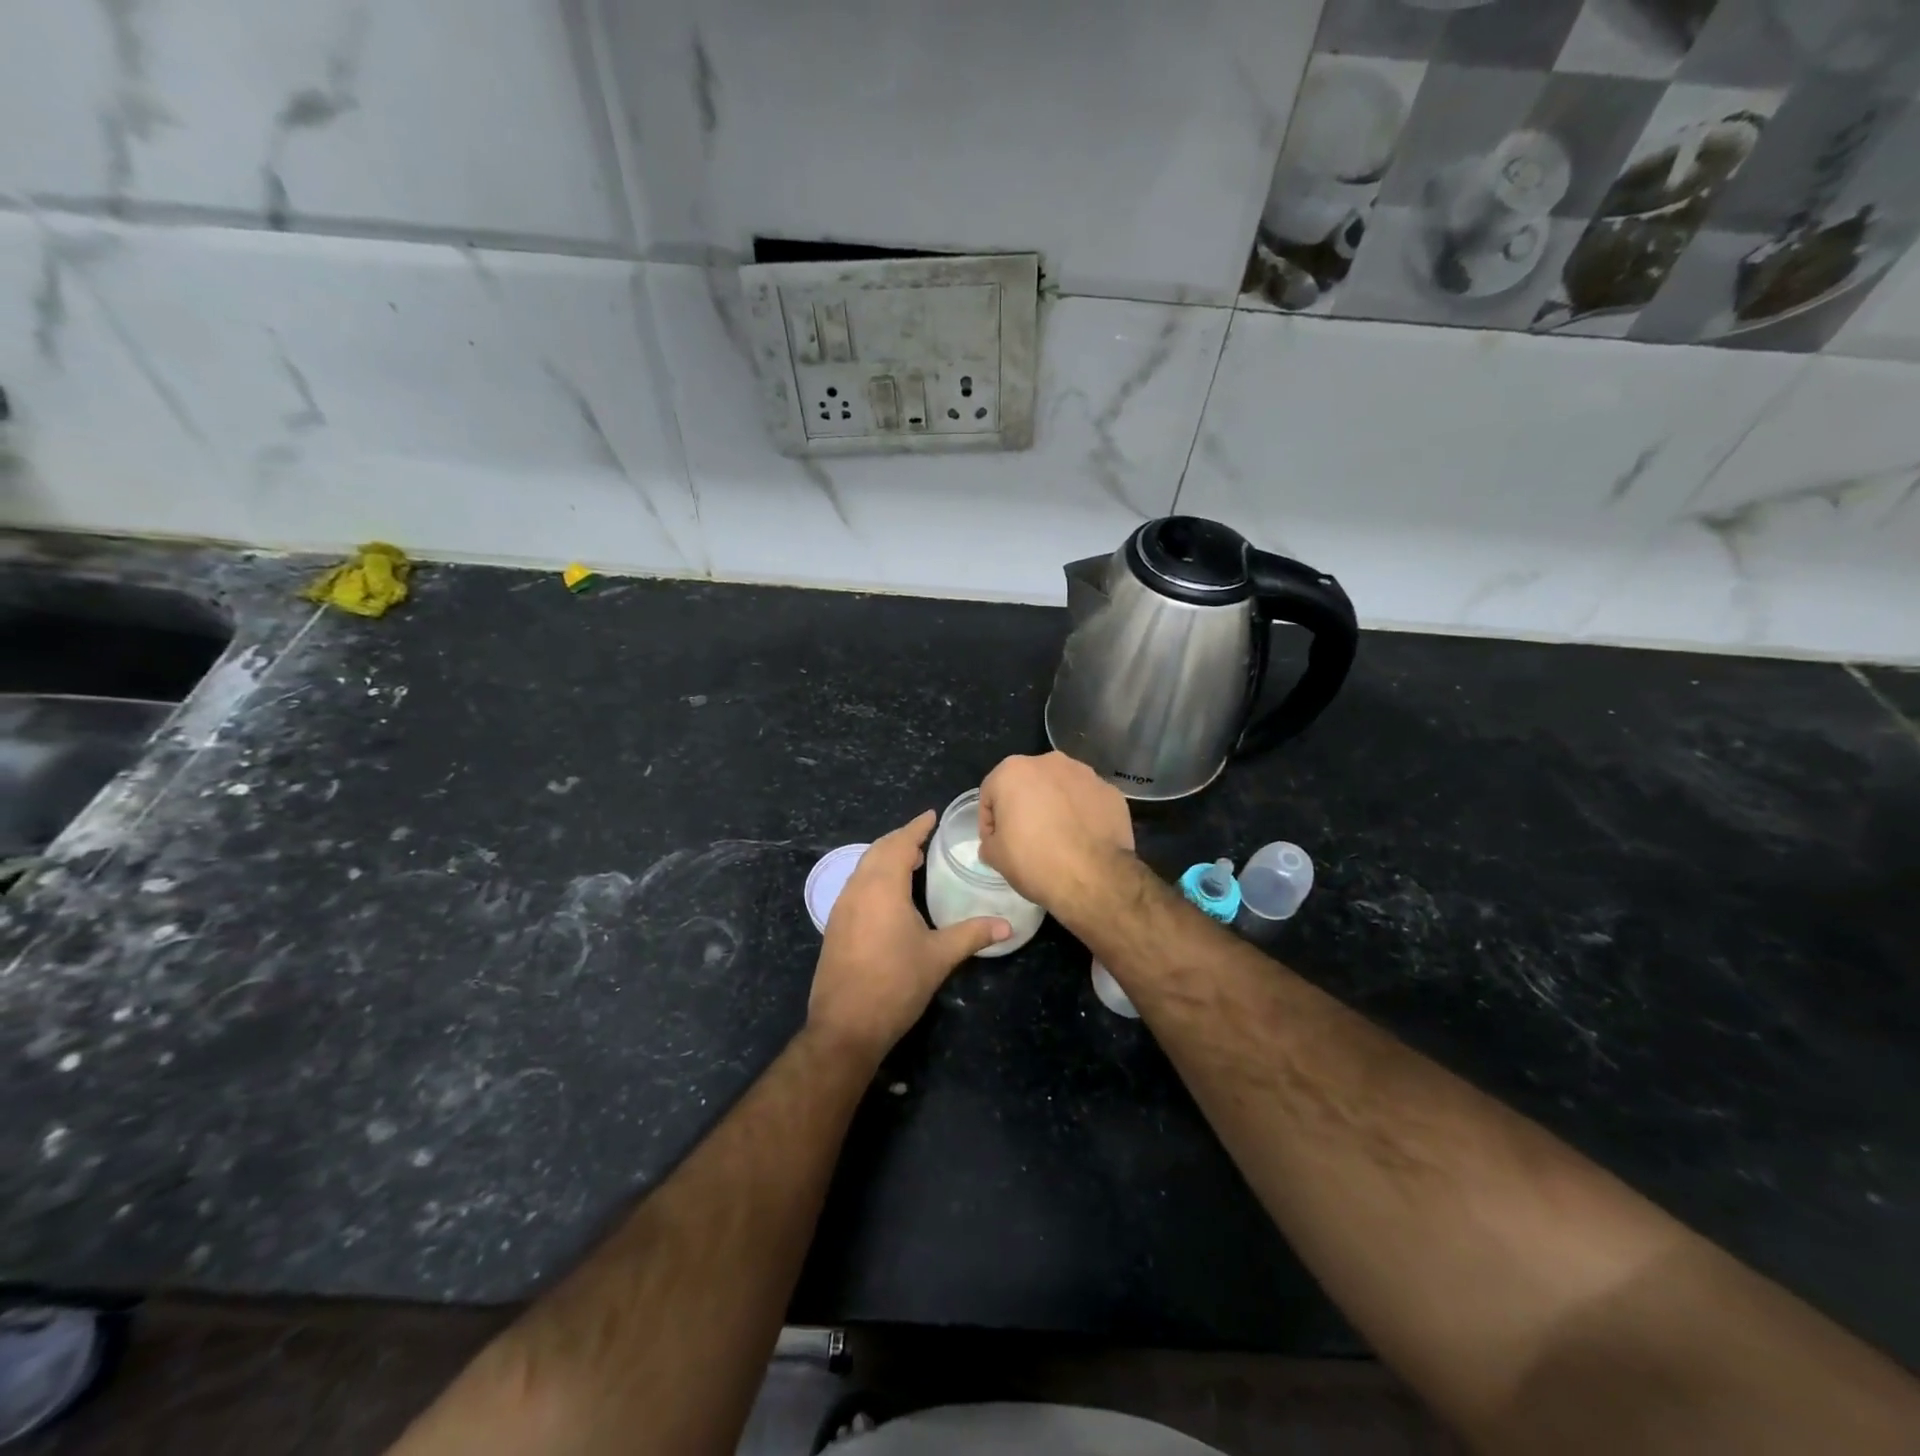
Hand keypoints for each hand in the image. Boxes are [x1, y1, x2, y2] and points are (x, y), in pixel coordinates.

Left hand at [809, 811, 1009, 1060]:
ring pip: (863, 868)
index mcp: (882, 888)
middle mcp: (857, 890)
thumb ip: (972, 935)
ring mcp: (841, 908)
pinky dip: (874, 876)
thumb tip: (1008, 926)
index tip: (931, 815)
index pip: (899, 844)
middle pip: (878, 851)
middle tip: (924, 836)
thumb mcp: (939, 957)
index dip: (916, 827)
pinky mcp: (835, 926)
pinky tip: (889, 894)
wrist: (845, 1026)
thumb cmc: (896, 985)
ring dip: (885, 857)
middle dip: (900, 839)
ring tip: (910, 860)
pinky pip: (856, 885)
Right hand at [977, 752, 1134, 910]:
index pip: (991, 793)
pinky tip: (1083, 839)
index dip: (990, 820)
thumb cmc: (1035, 861)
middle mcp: (1049, 762)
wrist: (1094, 878)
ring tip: (1058, 838)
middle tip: (1026, 839)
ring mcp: (1085, 774)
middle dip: (1024, 806)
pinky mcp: (1111, 792)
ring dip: (1055, 806)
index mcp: (1013, 771)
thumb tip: (997, 841)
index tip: (996, 843)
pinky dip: (1082, 814)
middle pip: (1028, 784)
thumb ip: (990, 841)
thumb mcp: (996, 857)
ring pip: (1060, 788)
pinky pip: (1088, 801)